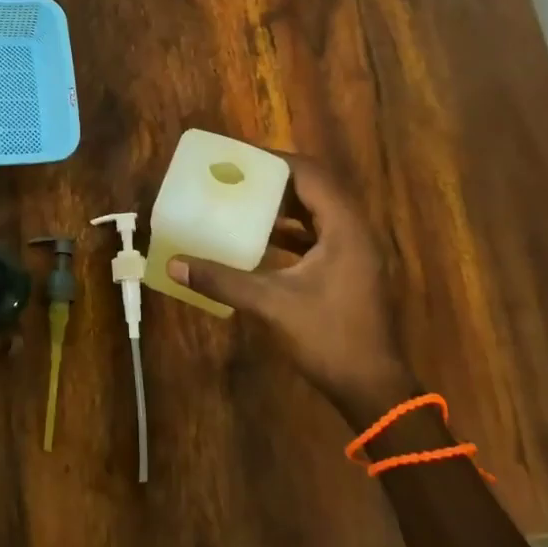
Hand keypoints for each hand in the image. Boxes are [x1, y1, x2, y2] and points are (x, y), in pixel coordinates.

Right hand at [167, 153, 410, 412]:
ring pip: (317, 211)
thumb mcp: (271, 305)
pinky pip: (317, 234)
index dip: (275, 161)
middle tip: (236, 174)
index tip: (239, 157)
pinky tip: (260, 238)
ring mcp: (355, 252)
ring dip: (283, 204)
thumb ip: (222, 280)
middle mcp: (354, 231)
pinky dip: (290, 229)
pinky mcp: (349, 270)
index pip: (310, 175)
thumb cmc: (329, 338)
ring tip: (243, 198)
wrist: (373, 389)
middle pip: (315, 188)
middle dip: (275, 179)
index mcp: (344, 228)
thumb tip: (174, 264)